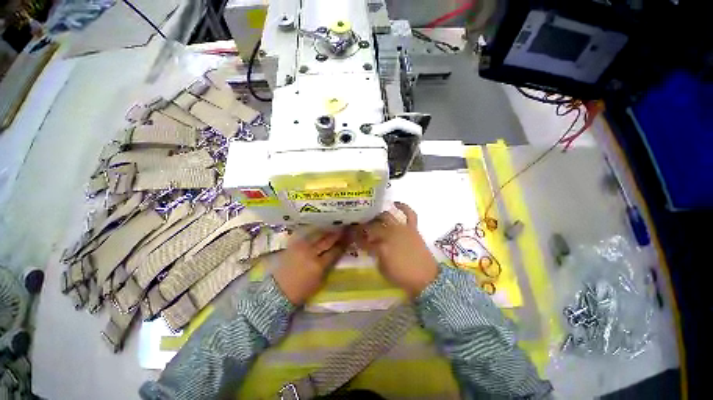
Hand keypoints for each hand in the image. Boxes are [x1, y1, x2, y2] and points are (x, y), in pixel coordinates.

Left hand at [274, 229, 347, 304]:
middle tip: (344, 228)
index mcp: (319, 266)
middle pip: (327, 241)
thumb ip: (328, 267)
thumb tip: (335, 254)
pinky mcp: (293, 245)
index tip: (349, 238)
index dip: (343, 244)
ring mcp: (301, 247)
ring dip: (327, 230)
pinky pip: (306, 235)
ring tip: (334, 226)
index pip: (335, 251)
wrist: (278, 291)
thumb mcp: (319, 282)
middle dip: (337, 234)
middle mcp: (311, 253)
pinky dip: (315, 231)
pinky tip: (320, 228)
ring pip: (317, 235)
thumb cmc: (301, 291)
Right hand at [356, 202, 437, 296]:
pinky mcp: (412, 228)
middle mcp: (390, 234)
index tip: (353, 236)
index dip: (357, 238)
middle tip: (361, 228)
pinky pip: (409, 213)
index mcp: (381, 247)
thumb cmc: (402, 277)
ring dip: (378, 216)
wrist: (426, 278)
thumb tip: (371, 247)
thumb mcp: (383, 269)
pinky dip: (403, 207)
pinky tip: (396, 204)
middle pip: (373, 226)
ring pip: (387, 216)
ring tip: (374, 218)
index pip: (364, 240)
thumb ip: (375, 255)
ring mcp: (402, 229)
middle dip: (364, 226)